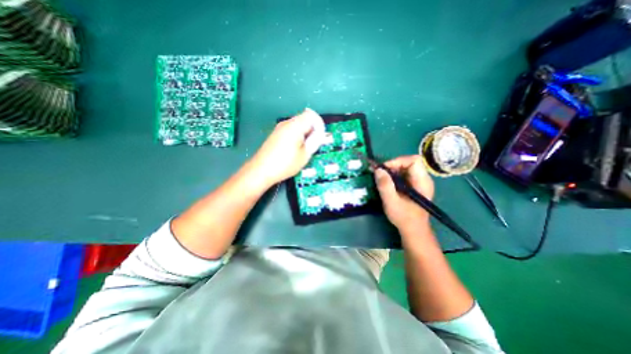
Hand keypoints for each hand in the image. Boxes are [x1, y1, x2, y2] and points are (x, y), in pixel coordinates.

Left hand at [247, 108, 325, 186]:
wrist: (261, 170)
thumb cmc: (285, 164)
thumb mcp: (305, 155)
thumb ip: (314, 141)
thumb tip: (320, 134)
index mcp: (294, 126)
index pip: (311, 115)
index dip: (319, 124)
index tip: (319, 137)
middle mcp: (286, 123)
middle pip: (304, 119)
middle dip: (312, 129)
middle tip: (313, 144)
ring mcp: (279, 128)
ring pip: (297, 125)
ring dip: (305, 134)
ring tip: (304, 149)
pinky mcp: (275, 135)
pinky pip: (290, 130)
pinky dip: (297, 136)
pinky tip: (294, 149)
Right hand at [374, 154, 434, 231]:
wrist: (413, 229)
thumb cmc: (404, 217)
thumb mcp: (391, 202)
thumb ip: (385, 185)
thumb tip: (378, 170)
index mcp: (422, 181)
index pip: (414, 160)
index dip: (398, 161)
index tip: (385, 169)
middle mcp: (423, 178)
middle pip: (408, 162)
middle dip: (392, 166)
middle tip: (380, 174)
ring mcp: (419, 181)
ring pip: (405, 167)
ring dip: (392, 171)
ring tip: (382, 179)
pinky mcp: (414, 185)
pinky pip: (403, 174)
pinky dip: (393, 175)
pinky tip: (387, 183)